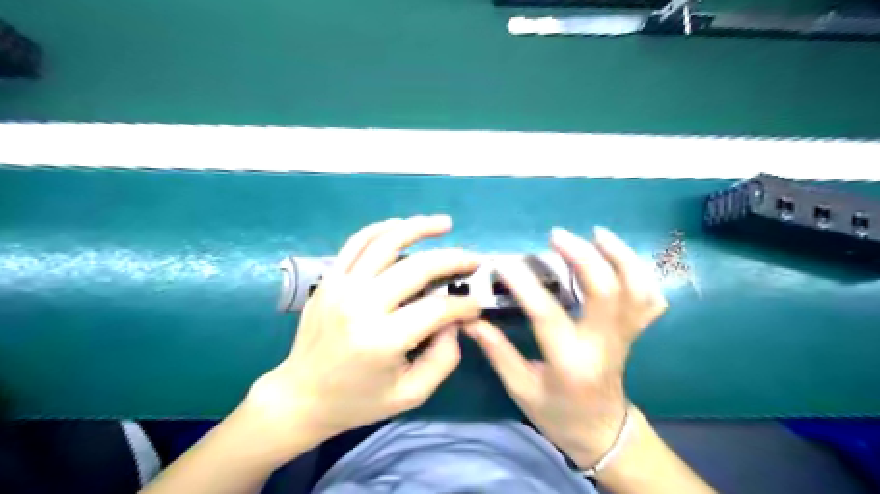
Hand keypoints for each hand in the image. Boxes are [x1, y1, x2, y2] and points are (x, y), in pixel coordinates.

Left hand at [245, 216, 479, 455]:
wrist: (300, 396)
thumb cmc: (358, 401)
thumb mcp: (411, 394)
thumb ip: (444, 358)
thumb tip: (455, 321)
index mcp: (382, 340)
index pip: (436, 309)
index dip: (464, 305)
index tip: (477, 305)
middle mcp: (361, 305)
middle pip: (417, 267)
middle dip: (453, 260)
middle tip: (474, 260)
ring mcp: (341, 287)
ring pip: (386, 242)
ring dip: (419, 228)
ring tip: (444, 224)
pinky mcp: (329, 279)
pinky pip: (357, 243)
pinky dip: (382, 228)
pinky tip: (402, 225)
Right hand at [463, 227, 663, 468]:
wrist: (603, 433)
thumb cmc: (558, 414)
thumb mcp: (521, 389)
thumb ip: (498, 352)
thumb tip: (472, 320)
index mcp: (571, 363)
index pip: (547, 315)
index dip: (524, 285)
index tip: (503, 263)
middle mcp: (604, 345)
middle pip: (606, 292)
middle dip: (583, 257)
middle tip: (557, 236)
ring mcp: (625, 337)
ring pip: (636, 290)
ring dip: (620, 256)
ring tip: (598, 233)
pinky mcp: (634, 333)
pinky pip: (649, 298)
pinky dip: (639, 273)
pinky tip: (619, 257)